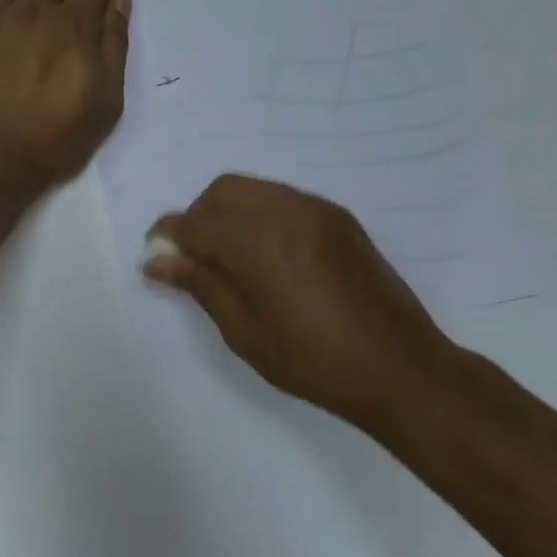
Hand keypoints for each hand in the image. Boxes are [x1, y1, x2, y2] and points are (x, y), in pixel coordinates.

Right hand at [144, 175, 466, 431]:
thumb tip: (156, 260)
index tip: (156, 256)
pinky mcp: (338, 217)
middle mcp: (287, 212)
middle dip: (198, 217)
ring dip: (228, 213)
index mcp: (260, 244)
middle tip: (194, 258)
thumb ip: (200, 284)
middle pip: (222, 191)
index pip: (196, 223)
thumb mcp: (244, 331)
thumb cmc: (313, 361)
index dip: (169, 236)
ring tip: (229, 257)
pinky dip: (259, 214)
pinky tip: (264, 253)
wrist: (400, 368)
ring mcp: (317, 210)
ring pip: (253, 189)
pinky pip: (282, 198)